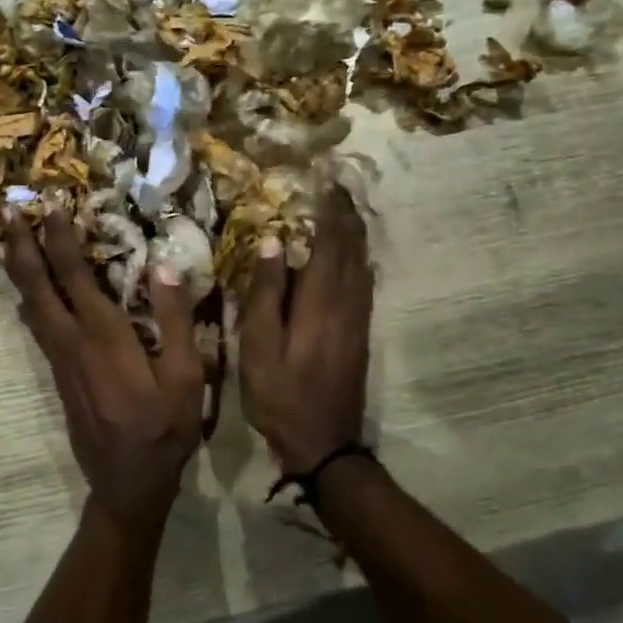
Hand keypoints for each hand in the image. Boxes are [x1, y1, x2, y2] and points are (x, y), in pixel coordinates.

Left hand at [3, 208, 203, 534]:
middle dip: (21, 245)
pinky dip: (28, 297)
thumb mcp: (186, 377)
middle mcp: (72, 342)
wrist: (127, 484)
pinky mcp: (57, 375)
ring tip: (10, 240)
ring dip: (19, 269)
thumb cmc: (164, 430)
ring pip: (30, 305)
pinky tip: (27, 292)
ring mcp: (60, 360)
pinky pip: (36, 326)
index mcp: (105, 337)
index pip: (75, 275)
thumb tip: (162, 265)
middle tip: (6, 211)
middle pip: (37, 286)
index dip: (59, 238)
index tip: (49, 205)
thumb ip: (175, 320)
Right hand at [239, 186, 372, 475]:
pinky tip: (353, 256)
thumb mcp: (258, 347)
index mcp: (321, 302)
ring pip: (363, 264)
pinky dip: (359, 259)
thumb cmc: (280, 395)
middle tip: (337, 186)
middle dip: (347, 214)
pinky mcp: (360, 334)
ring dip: (355, 234)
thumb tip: (275, 242)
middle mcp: (347, 304)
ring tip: (344, 210)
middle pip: (354, 248)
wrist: (324, 442)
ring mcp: (358, 320)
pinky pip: (365, 283)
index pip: (331, 242)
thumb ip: (266, 293)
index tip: (324, 180)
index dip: (330, 209)